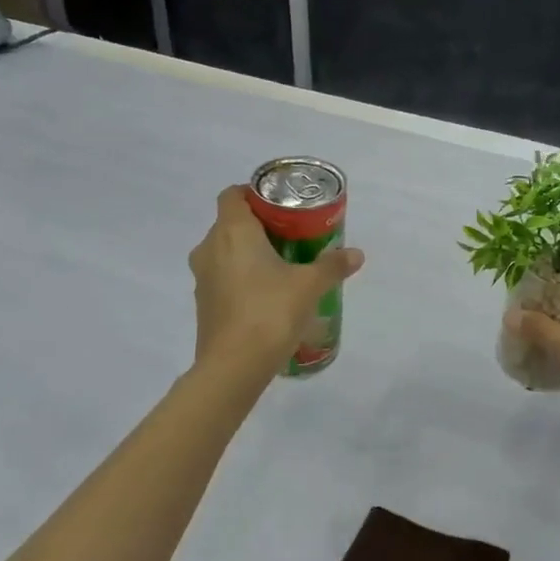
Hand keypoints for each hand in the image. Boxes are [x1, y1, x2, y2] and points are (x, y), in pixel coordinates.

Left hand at [189, 186, 364, 373]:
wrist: (233, 367)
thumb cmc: (270, 312)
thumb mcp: (309, 286)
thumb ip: (332, 266)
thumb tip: (356, 254)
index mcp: (232, 232)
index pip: (233, 195)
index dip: (254, 193)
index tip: (281, 205)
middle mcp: (210, 248)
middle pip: (231, 223)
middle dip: (259, 226)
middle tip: (292, 235)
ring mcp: (203, 278)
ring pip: (225, 252)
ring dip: (249, 253)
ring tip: (283, 266)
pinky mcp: (203, 304)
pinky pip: (223, 277)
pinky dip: (242, 278)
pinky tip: (268, 295)